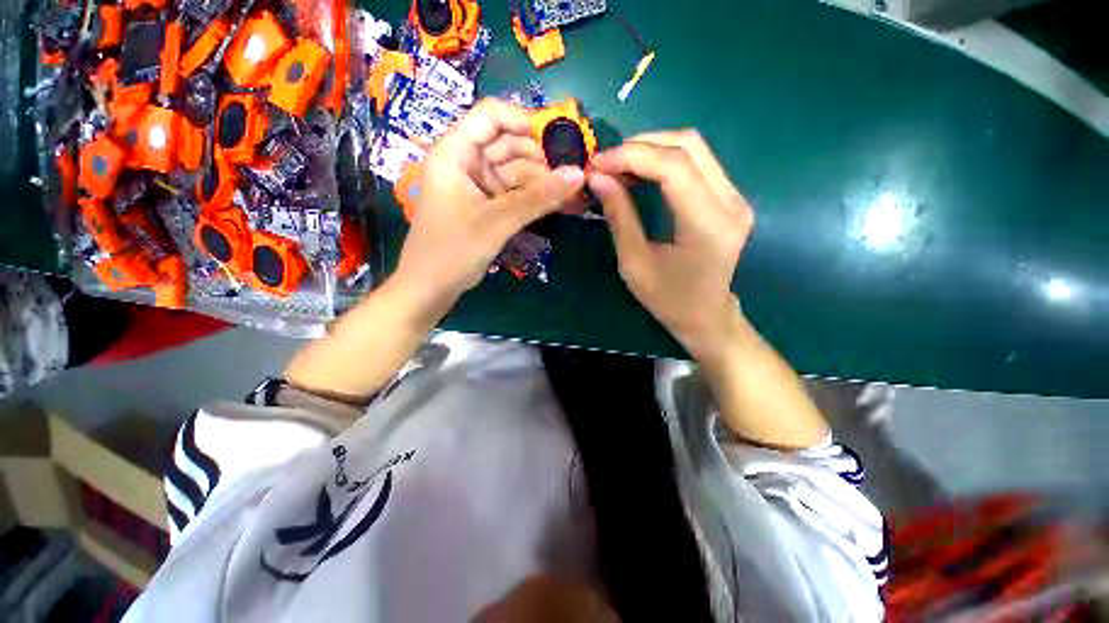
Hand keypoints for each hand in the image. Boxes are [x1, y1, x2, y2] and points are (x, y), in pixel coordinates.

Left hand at [395, 99, 585, 318]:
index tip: (557, 143)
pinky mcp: (484, 205)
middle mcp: (465, 162)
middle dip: (539, 159)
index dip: (524, 122)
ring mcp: (475, 185)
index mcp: (455, 152)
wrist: (431, 287)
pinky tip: (553, 204)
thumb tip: (579, 174)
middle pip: (507, 144)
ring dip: (540, 182)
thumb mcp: (498, 221)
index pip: (491, 115)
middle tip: (569, 178)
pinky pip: (512, 192)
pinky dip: (531, 198)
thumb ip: (539, 198)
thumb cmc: (454, 250)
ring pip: (513, 171)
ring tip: (568, 195)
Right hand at [587, 130, 752, 358]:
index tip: (597, 163)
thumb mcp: (634, 264)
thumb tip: (598, 178)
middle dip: (640, 145)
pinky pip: (697, 163)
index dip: (632, 156)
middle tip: (606, 162)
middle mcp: (731, 202)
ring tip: (618, 165)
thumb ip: (619, 217)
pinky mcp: (730, 198)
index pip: (674, 167)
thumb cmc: (668, 299)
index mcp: (708, 225)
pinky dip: (664, 160)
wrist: (706, 316)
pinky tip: (641, 172)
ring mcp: (736, 197)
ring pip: (694, 148)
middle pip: (689, 145)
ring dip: (652, 148)